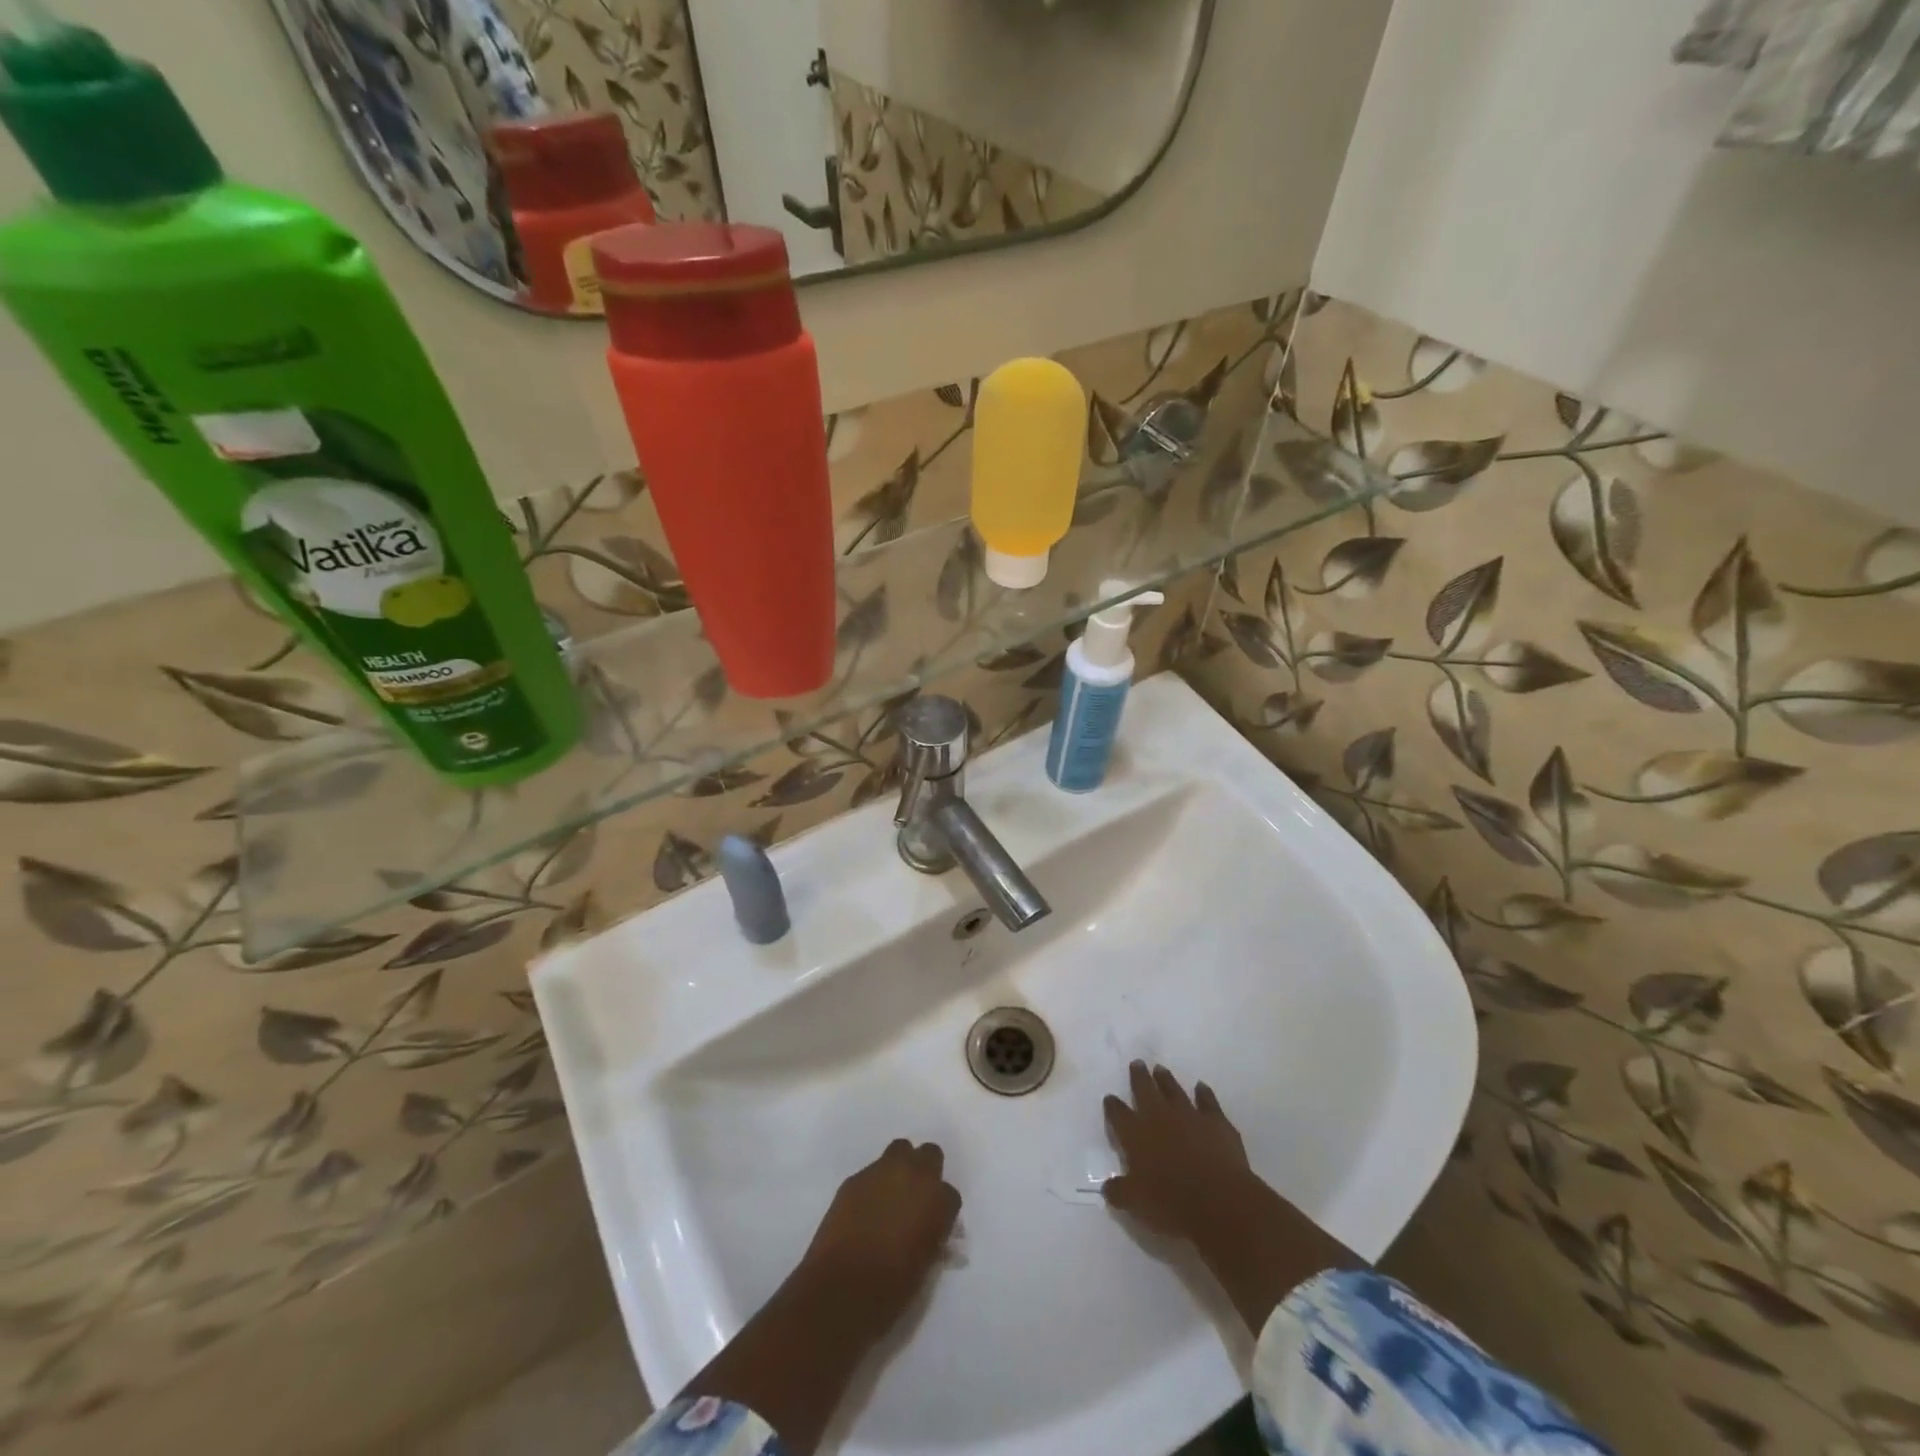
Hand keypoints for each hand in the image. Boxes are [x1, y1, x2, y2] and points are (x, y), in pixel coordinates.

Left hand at [798, 1139, 962, 1343]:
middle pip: (930, 1155)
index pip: (951, 1195)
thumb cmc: (891, 1290)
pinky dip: (874, 1185)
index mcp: (937, 1200)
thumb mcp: (925, 1267)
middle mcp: (914, 1175)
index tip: (934, 1227)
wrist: (840, 1291)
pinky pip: (871, 1172)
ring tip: (891, 1198)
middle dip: (926, 1173)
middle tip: (916, 1200)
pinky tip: (866, 1210)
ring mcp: (882, 1171)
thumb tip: (931, 1231)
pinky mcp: (854, 1178)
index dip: (942, 1212)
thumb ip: (933, 1238)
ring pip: (899, 1151)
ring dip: (900, 1169)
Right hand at [1103, 1061, 1256, 1243]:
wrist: (1218, 1201)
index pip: (1118, 1114)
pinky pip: (1207, 1100)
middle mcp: (1159, 1116)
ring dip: (1166, 1079)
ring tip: (1160, 1069)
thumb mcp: (1136, 1204)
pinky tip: (1201, 1087)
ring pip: (1173, 1089)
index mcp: (1135, 1134)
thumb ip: (1119, 1192)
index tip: (1110, 1098)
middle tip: (1137, 1063)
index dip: (1113, 1106)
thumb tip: (1107, 1187)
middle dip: (1139, 1076)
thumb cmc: (1171, 1204)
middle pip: (1145, 1089)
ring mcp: (1188, 1114)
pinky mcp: (1215, 1120)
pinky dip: (1203, 1093)